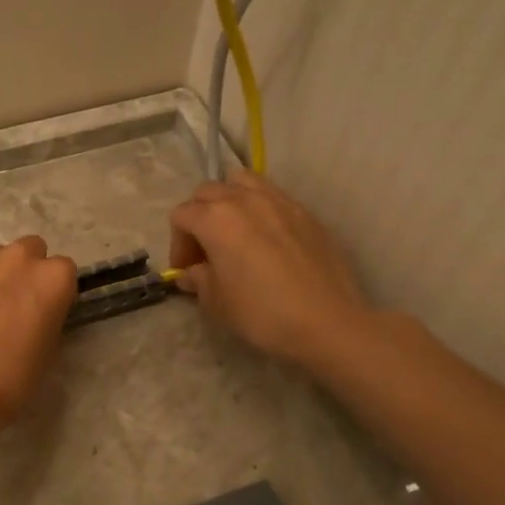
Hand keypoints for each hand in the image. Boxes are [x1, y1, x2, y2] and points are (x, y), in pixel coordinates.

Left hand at [0, 236, 78, 437]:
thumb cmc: (12, 376)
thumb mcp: (49, 348)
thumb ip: (49, 315)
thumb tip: (37, 309)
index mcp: (53, 277)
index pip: (64, 270)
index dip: (54, 291)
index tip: (45, 311)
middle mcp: (19, 258)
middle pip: (31, 250)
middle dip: (26, 270)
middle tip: (15, 304)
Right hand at [169, 172, 373, 371]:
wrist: (327, 322)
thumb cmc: (261, 312)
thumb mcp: (216, 302)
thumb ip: (198, 280)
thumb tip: (191, 273)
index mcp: (215, 218)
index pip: (181, 216)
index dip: (177, 244)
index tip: (187, 270)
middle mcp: (244, 199)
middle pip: (207, 192)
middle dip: (199, 217)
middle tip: (206, 250)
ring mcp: (279, 201)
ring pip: (241, 182)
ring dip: (229, 200)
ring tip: (235, 231)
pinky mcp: (305, 212)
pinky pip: (272, 196)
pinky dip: (259, 208)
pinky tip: (266, 239)